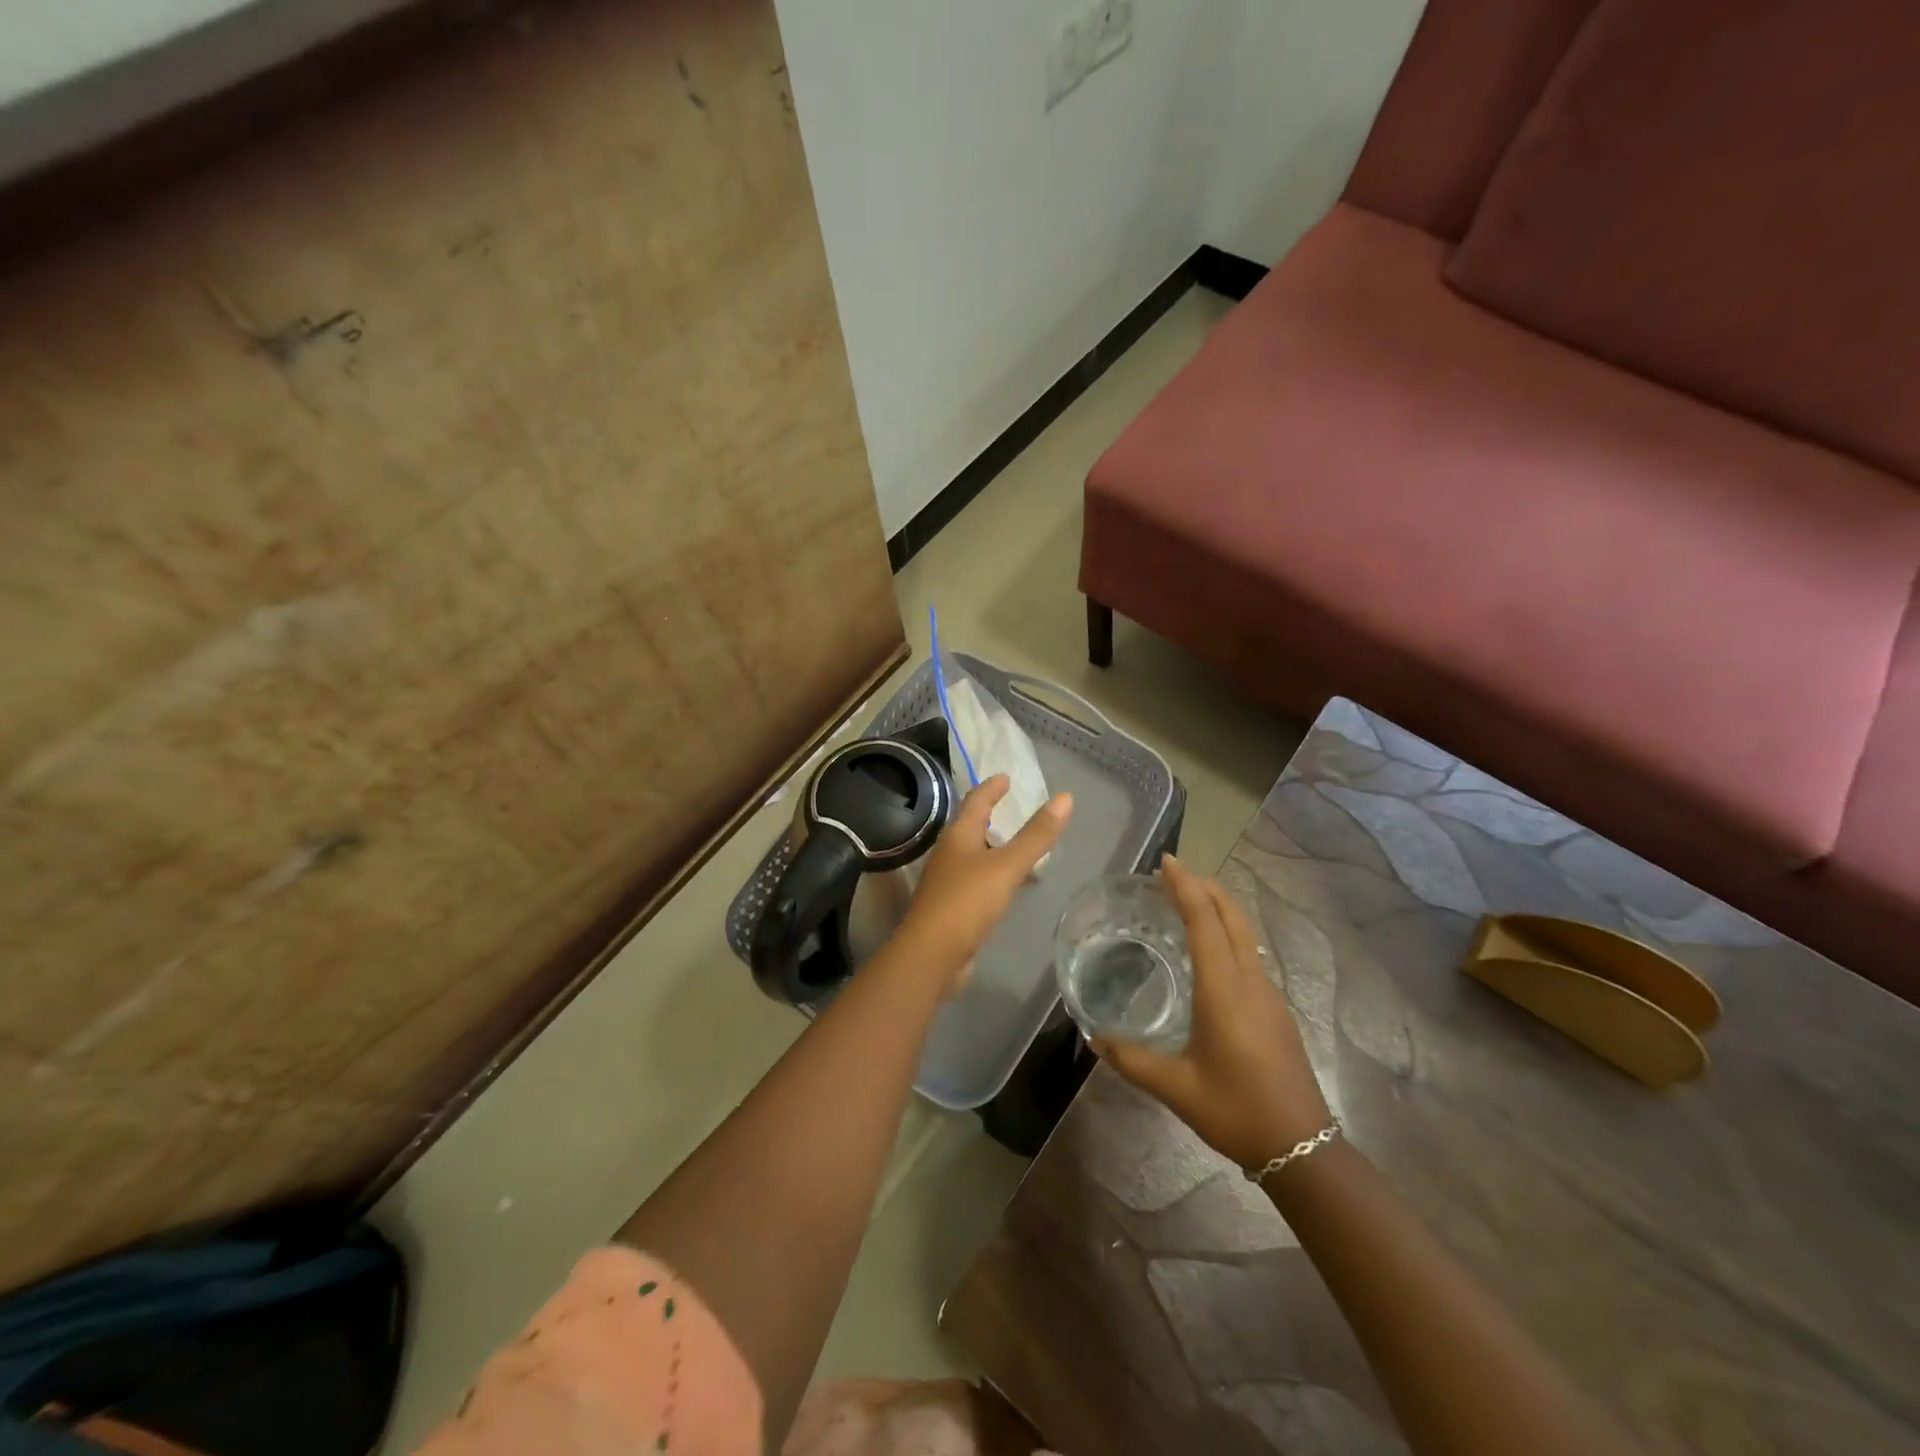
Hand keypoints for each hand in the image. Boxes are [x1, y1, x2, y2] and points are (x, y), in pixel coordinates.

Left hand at [888, 776, 1072, 994]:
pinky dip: (994, 874)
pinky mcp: (952, 906)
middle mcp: (949, 853)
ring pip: (973, 854)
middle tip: (1012, 807)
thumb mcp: (1007, 865)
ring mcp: (948, 881)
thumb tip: (1066, 798)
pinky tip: (1008, 884)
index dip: (991, 788)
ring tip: (1016, 844)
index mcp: (958, 836)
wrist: (932, 954)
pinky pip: (976, 880)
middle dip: (990, 815)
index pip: (975, 801)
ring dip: (992, 846)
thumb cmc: (967, 901)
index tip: (1005, 777)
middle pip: (970, 826)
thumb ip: (1036, 835)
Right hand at [1094, 856, 1332, 1169]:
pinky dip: (1228, 931)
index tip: (1167, 862)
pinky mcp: (1276, 1009)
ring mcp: (1269, 994)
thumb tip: (1093, 1037)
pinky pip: (1250, 952)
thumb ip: (1131, 1059)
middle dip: (1205, 887)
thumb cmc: (1236, 1111)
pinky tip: (1211, 949)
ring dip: (1219, 907)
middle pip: (1232, 917)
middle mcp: (1250, 982)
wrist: (1303, 1148)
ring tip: (1188, 901)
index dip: (1186, 888)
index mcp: (1224, 991)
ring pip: (1246, 933)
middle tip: (1173, 874)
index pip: (1205, 923)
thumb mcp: (1176, 1088)